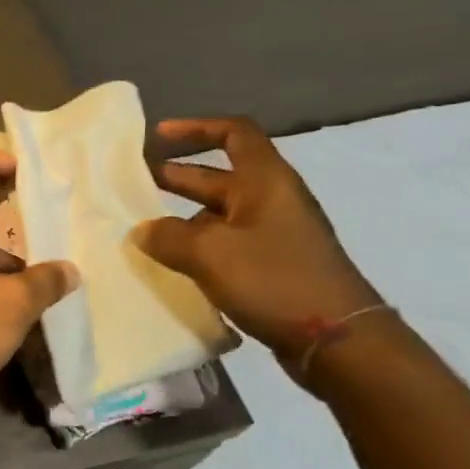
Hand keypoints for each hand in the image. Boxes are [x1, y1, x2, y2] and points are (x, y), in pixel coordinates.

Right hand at [137, 118, 380, 372]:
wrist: (337, 340)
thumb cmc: (274, 280)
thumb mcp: (210, 253)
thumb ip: (168, 236)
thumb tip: (143, 231)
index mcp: (265, 181)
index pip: (233, 134)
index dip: (195, 128)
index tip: (158, 135)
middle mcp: (271, 200)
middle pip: (218, 176)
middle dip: (176, 176)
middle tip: (132, 185)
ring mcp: (273, 235)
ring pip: (218, 214)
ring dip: (181, 217)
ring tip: (143, 230)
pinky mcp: (272, 266)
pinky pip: (226, 244)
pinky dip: (197, 246)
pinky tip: (171, 263)